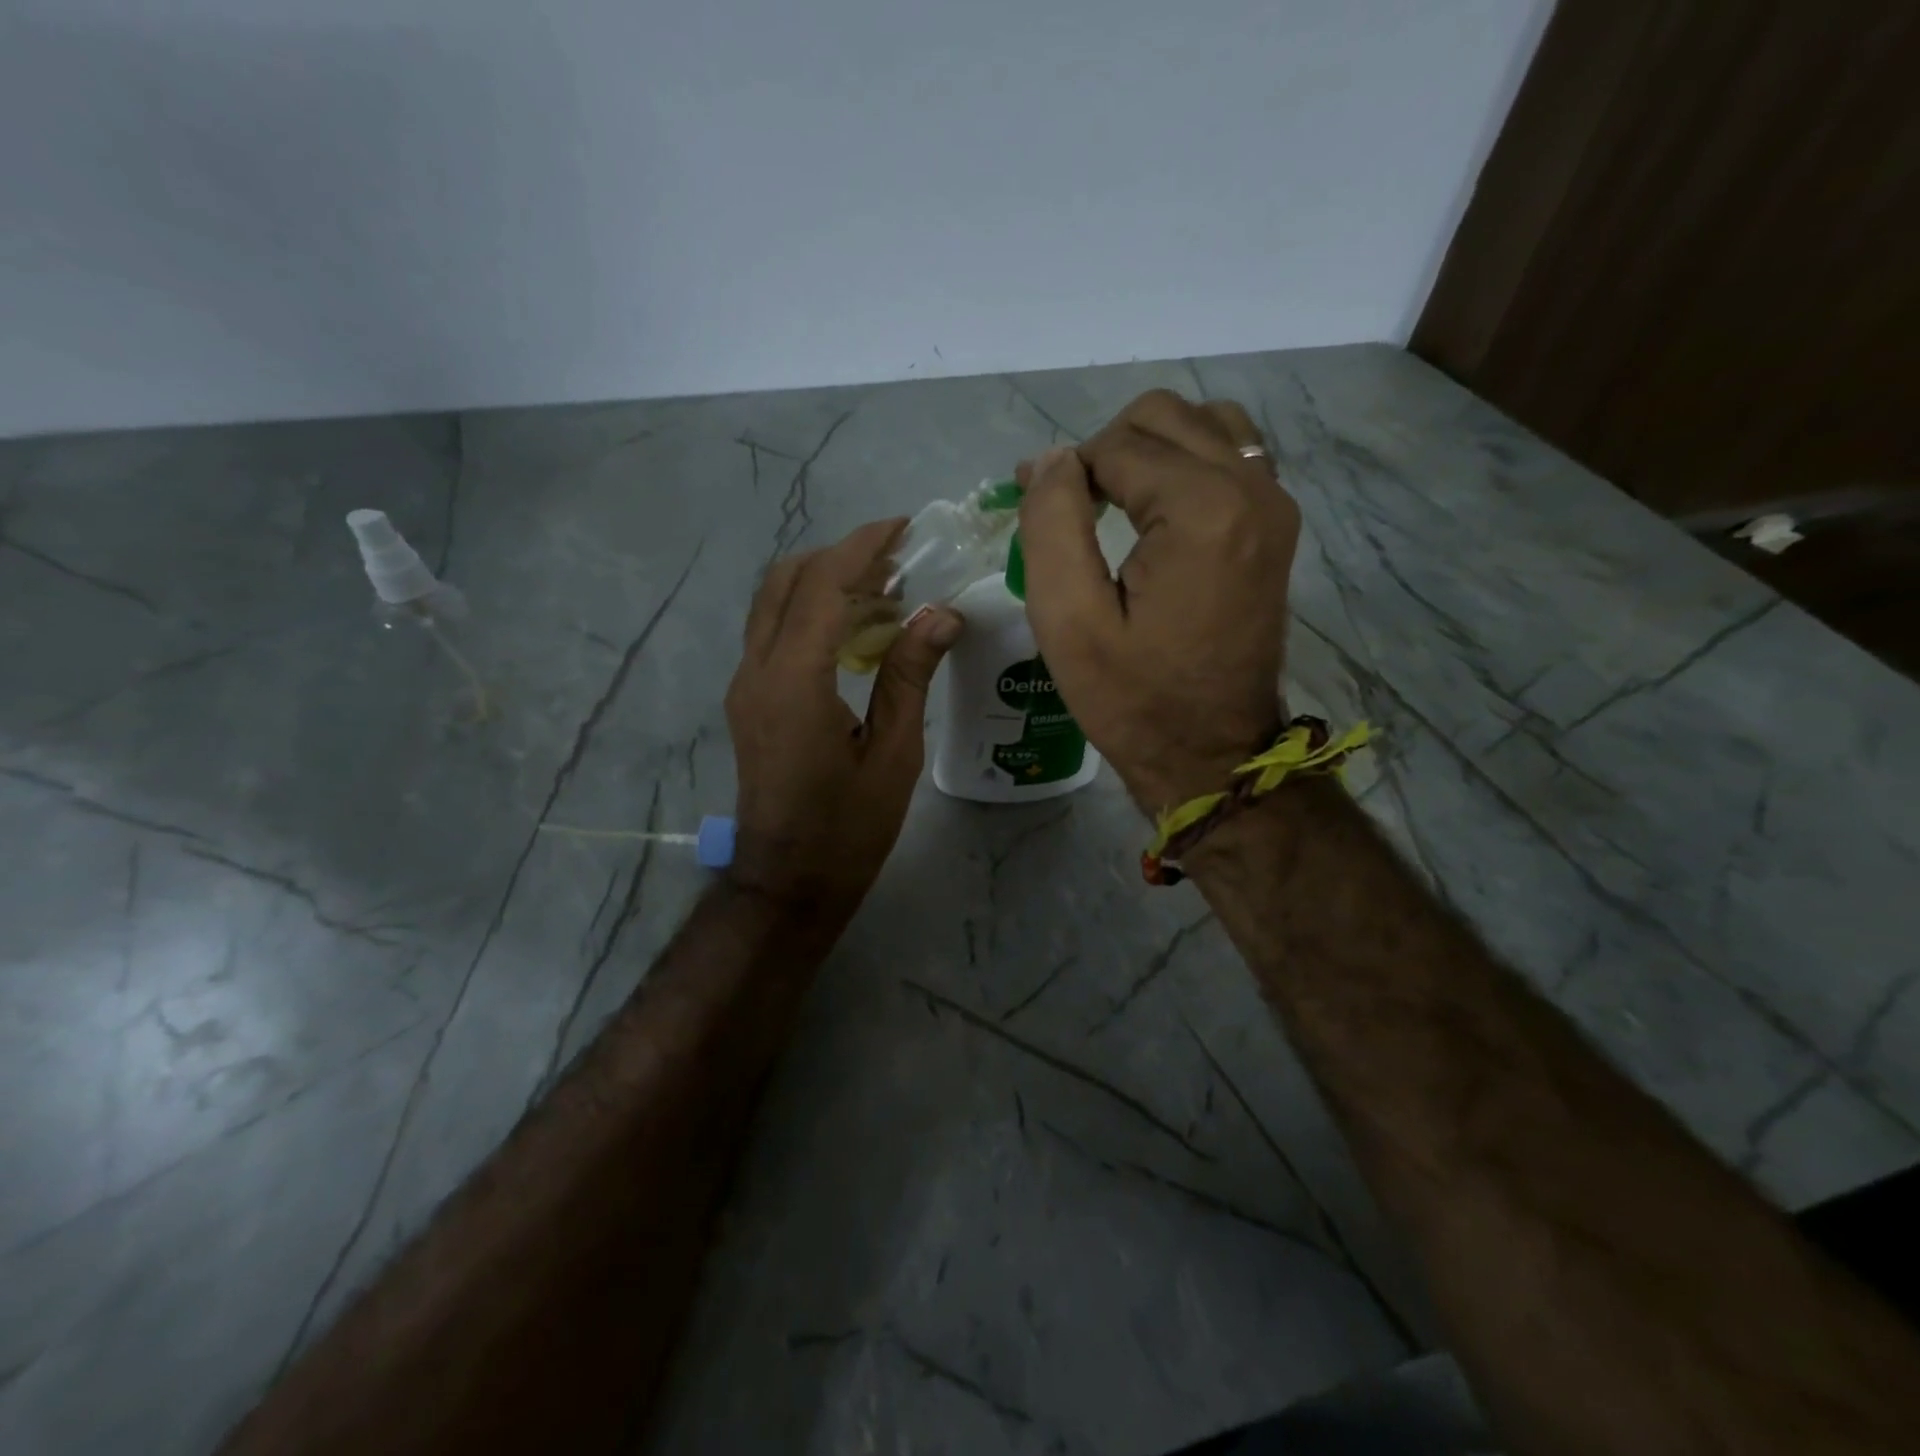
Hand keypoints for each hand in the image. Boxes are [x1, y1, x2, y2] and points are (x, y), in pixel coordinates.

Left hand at [725, 520, 961, 918]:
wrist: (789, 881)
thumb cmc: (848, 828)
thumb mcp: (893, 753)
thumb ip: (909, 675)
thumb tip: (941, 613)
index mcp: (794, 681)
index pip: (823, 586)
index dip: (862, 547)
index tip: (902, 527)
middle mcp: (756, 671)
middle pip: (786, 581)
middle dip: (840, 557)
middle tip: (897, 561)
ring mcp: (746, 685)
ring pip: (774, 604)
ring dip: (824, 583)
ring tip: (885, 591)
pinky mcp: (749, 700)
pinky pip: (775, 634)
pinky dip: (812, 613)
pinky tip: (857, 632)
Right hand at [1017, 390, 1300, 812]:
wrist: (1212, 754)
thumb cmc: (1133, 699)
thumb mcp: (1068, 621)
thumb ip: (1052, 524)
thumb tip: (1053, 460)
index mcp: (1202, 511)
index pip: (1117, 445)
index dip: (1065, 472)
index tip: (1036, 512)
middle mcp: (1252, 489)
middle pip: (1164, 416)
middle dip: (1105, 451)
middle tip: (1072, 512)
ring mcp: (1274, 505)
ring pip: (1202, 425)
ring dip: (1148, 450)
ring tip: (1114, 505)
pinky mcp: (1277, 527)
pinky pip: (1231, 456)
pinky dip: (1186, 464)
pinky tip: (1158, 512)